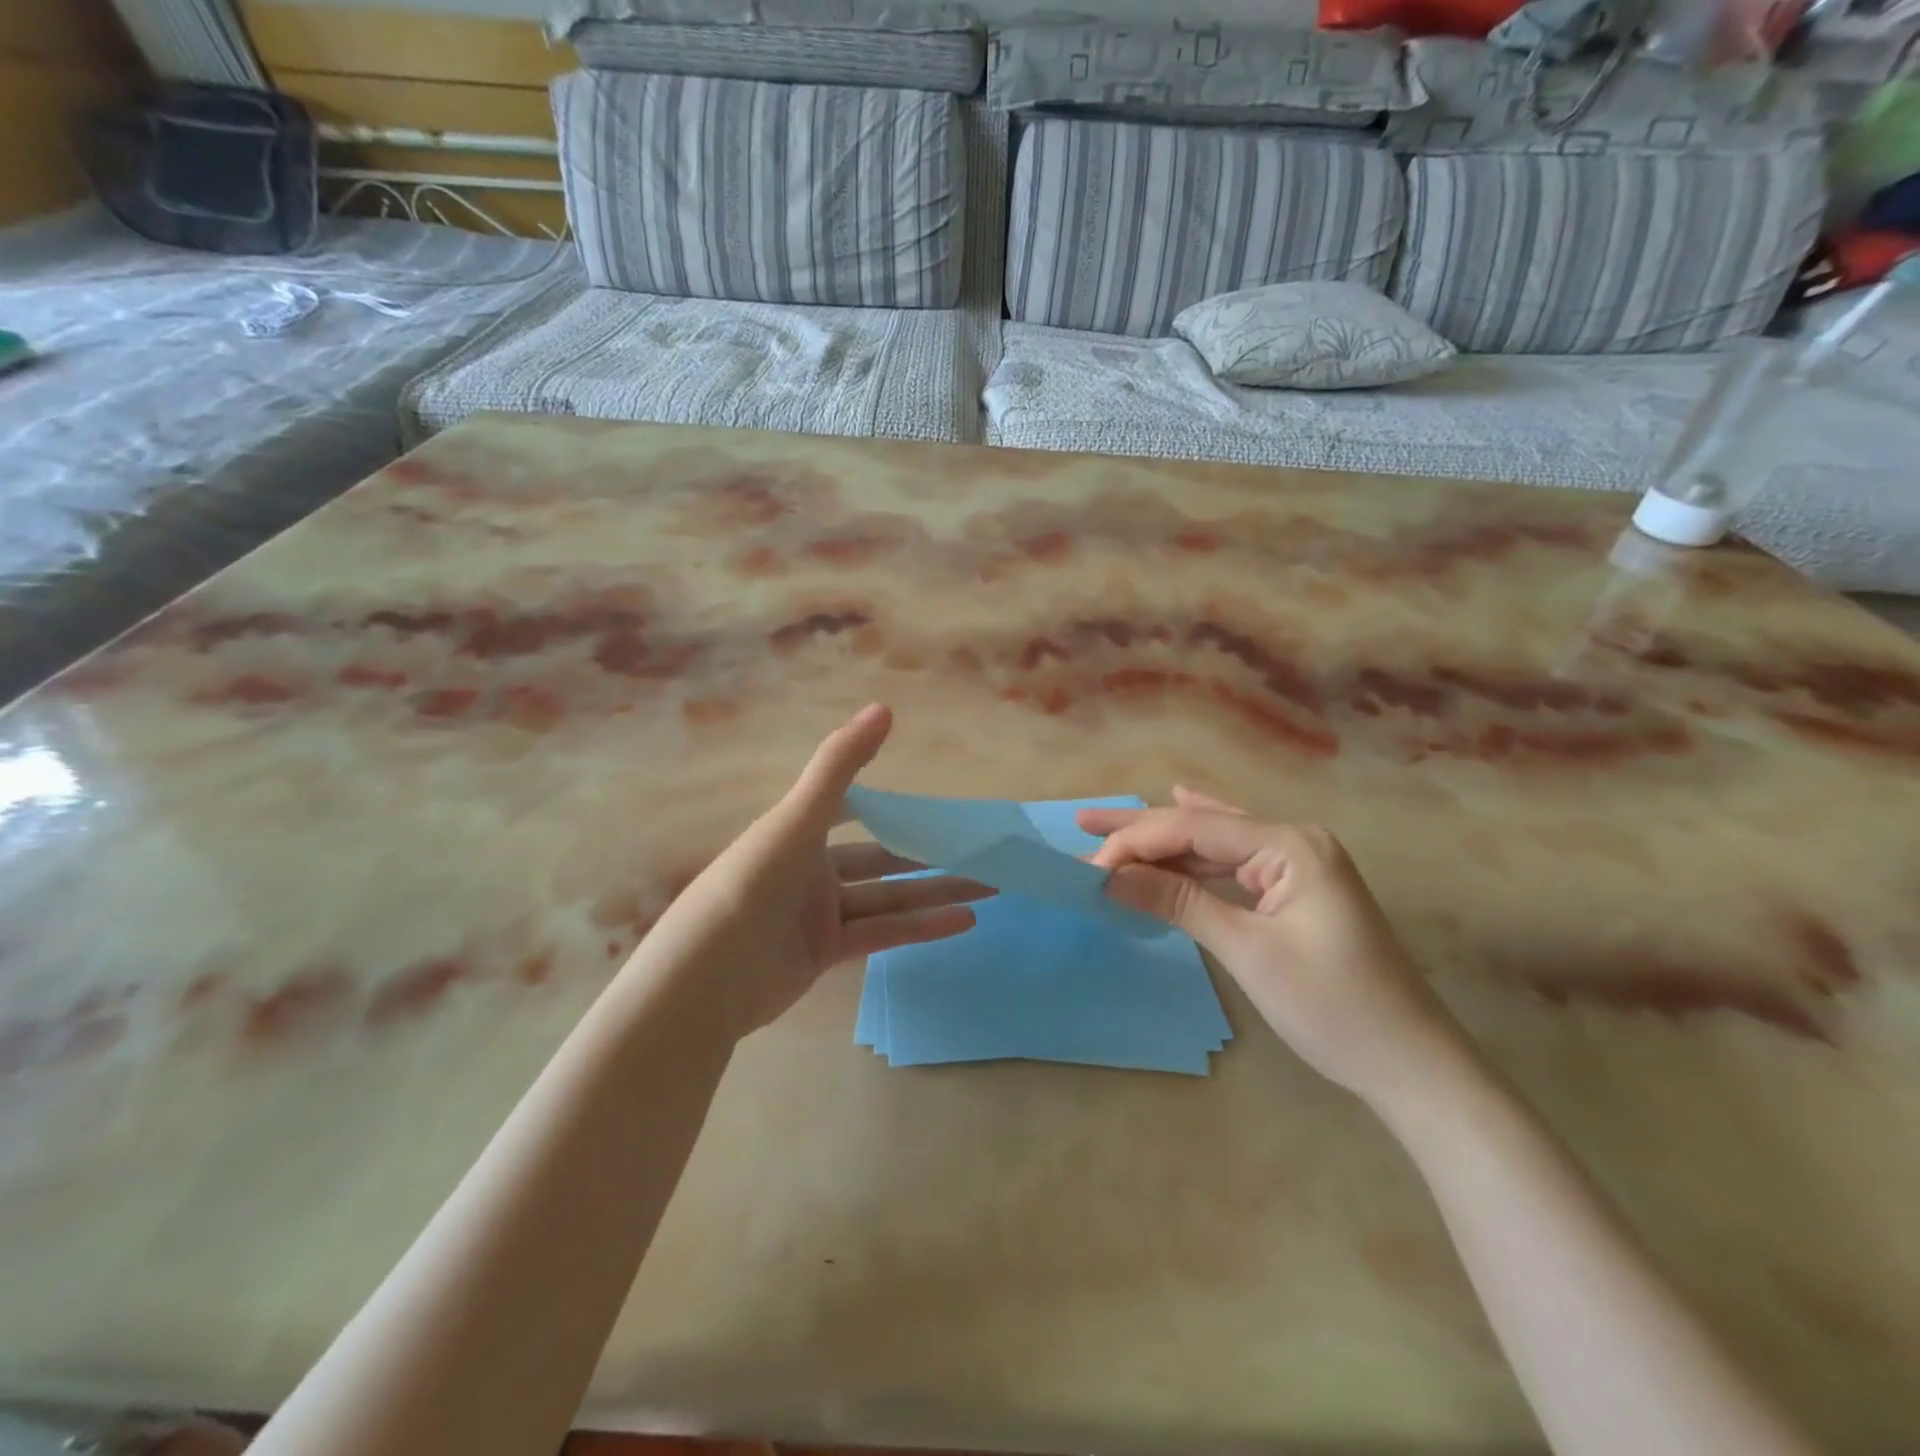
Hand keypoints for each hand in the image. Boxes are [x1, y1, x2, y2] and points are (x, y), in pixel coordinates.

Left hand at [638, 704, 992, 1037]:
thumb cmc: (750, 885)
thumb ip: (840, 765)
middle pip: (881, 857)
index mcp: (798, 831)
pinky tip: (964, 920)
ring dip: (936, 891)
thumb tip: (884, 708)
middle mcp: (810, 869)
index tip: (934, 803)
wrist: (703, 981)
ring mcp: (819, 914)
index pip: (853, 809)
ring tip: (990, 885)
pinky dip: (921, 927)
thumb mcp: (796, 819)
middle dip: (928, 853)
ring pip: (890, 897)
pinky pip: (882, 934)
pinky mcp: (826, 954)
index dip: (891, 804)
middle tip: (979, 850)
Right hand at [1078, 787, 1464, 1107]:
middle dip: (1142, 829)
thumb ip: (1177, 903)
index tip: (1088, 866)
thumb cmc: (1333, 1007)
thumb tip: (1109, 877)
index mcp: (1290, 844)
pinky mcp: (1295, 889)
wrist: (1411, 1064)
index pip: (1195, 829)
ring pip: (1214, 843)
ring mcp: (1297, 864)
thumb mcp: (1247, 951)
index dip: (1136, 842)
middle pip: (1202, 826)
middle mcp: (1294, 840)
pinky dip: (1195, 855)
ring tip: (1108, 830)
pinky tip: (1179, 814)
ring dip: (1163, 843)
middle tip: (1083, 822)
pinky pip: (1233, 862)